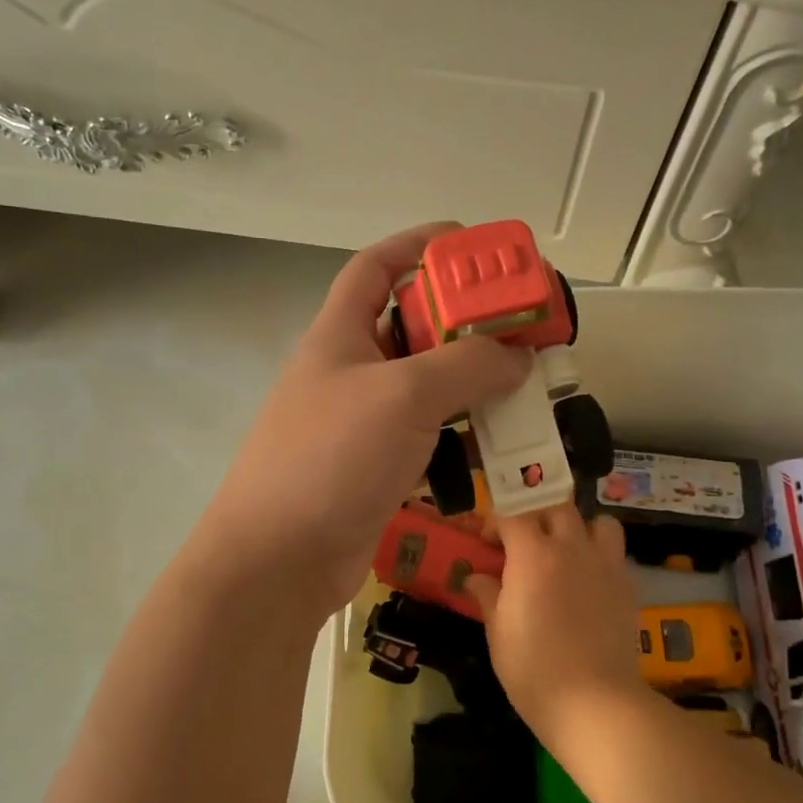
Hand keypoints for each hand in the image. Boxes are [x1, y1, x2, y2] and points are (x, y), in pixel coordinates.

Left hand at [201, 223, 528, 617]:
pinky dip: (460, 434)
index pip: (376, 266)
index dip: (419, 244)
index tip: (471, 244)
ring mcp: (360, 423)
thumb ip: (466, 366)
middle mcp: (348, 371)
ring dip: (470, 382)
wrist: (280, 559)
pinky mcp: (375, 467)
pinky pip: (426, 436)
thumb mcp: (404, 395)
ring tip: (522, 383)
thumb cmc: (333, 457)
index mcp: (339, 333)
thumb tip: (517, 357)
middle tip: (519, 326)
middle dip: (464, 322)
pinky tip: (496, 443)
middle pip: (411, 327)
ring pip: (425, 387)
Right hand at [465, 505, 649, 735]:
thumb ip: (487, 595)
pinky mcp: (628, 585)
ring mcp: (605, 564)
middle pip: (555, 506)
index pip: (512, 513)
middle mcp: (571, 547)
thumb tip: (476, 577)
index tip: (487, 543)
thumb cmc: (533, 669)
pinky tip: (589, 581)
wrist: (595, 702)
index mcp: (532, 554)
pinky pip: (615, 552)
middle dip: (536, 516)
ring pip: (596, 521)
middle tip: (524, 544)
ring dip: (578, 528)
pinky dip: (600, 554)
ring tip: (566, 552)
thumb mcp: (498, 633)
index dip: (495, 522)